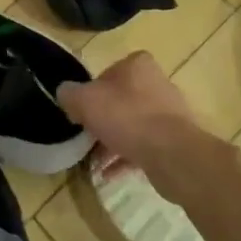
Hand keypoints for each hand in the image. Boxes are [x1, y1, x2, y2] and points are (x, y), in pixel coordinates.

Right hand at [57, 51, 211, 201]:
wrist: (172, 154)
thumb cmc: (126, 117)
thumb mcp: (84, 101)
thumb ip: (69, 94)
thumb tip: (65, 94)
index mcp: (138, 65)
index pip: (107, 72)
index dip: (91, 91)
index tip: (81, 111)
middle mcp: (157, 83)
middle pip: (121, 100)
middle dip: (103, 119)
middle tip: (85, 136)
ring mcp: (169, 113)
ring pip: (133, 125)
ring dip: (113, 142)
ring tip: (94, 161)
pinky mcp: (175, 140)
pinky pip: (144, 146)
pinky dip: (126, 158)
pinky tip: (109, 174)